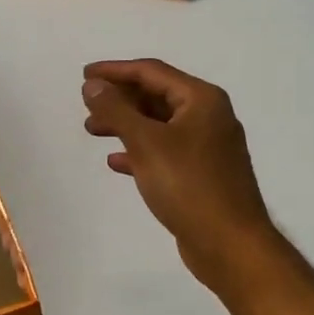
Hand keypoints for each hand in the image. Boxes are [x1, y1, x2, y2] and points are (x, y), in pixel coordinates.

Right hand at [81, 58, 273, 289]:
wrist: (229, 244)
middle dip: (119, 99)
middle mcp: (208, 117)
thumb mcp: (146, 142)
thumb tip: (93, 84)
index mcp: (201, 100)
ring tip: (93, 131)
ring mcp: (206, 147)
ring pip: (158, 124)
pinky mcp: (201, 174)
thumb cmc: (188, 185)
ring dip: (125, 124)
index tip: (84, 74)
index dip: (115, 71)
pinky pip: (164, 151)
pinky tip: (116, 162)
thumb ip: (116, 110)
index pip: (152, 72)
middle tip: (87, 107)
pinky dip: (139, 151)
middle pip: (156, 96)